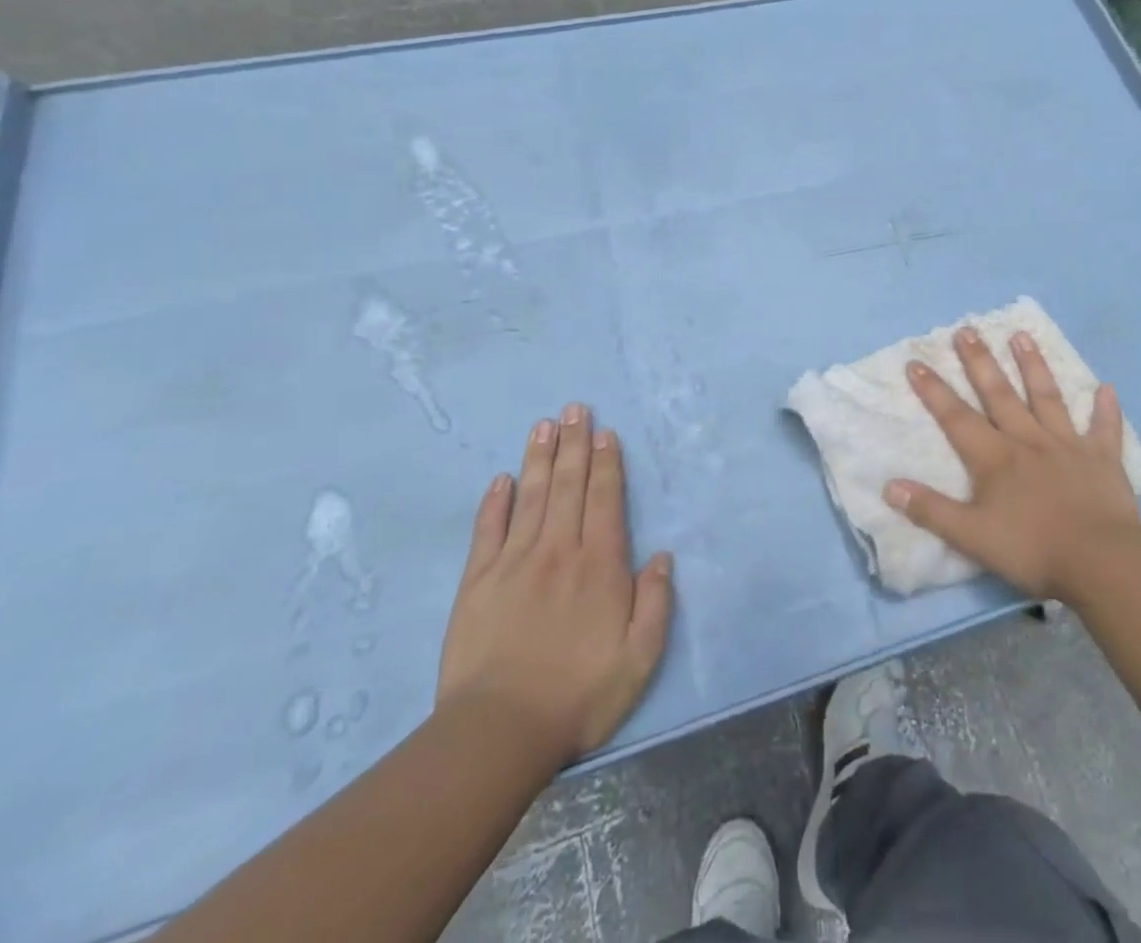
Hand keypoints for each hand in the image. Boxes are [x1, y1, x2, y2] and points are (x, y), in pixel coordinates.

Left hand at [437, 403, 672, 762]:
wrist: (498, 732)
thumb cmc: (579, 694)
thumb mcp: (639, 657)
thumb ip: (656, 602)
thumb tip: (663, 556)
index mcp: (599, 564)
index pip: (604, 499)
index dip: (606, 463)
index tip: (604, 433)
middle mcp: (558, 550)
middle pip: (568, 486)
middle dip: (573, 444)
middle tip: (574, 409)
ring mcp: (514, 563)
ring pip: (530, 497)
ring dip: (539, 458)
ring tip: (544, 425)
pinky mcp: (477, 582)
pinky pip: (488, 531)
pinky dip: (495, 502)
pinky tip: (501, 479)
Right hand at [887, 327, 1140, 601]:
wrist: (1100, 560)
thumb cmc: (1032, 548)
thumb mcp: (971, 536)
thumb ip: (931, 510)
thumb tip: (889, 486)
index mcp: (995, 458)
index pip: (956, 417)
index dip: (934, 390)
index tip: (916, 362)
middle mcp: (1028, 440)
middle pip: (999, 394)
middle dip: (980, 362)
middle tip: (967, 330)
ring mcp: (1067, 445)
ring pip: (1047, 398)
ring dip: (1034, 366)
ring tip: (1022, 336)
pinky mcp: (1102, 459)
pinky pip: (1105, 429)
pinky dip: (1106, 409)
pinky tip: (1107, 388)